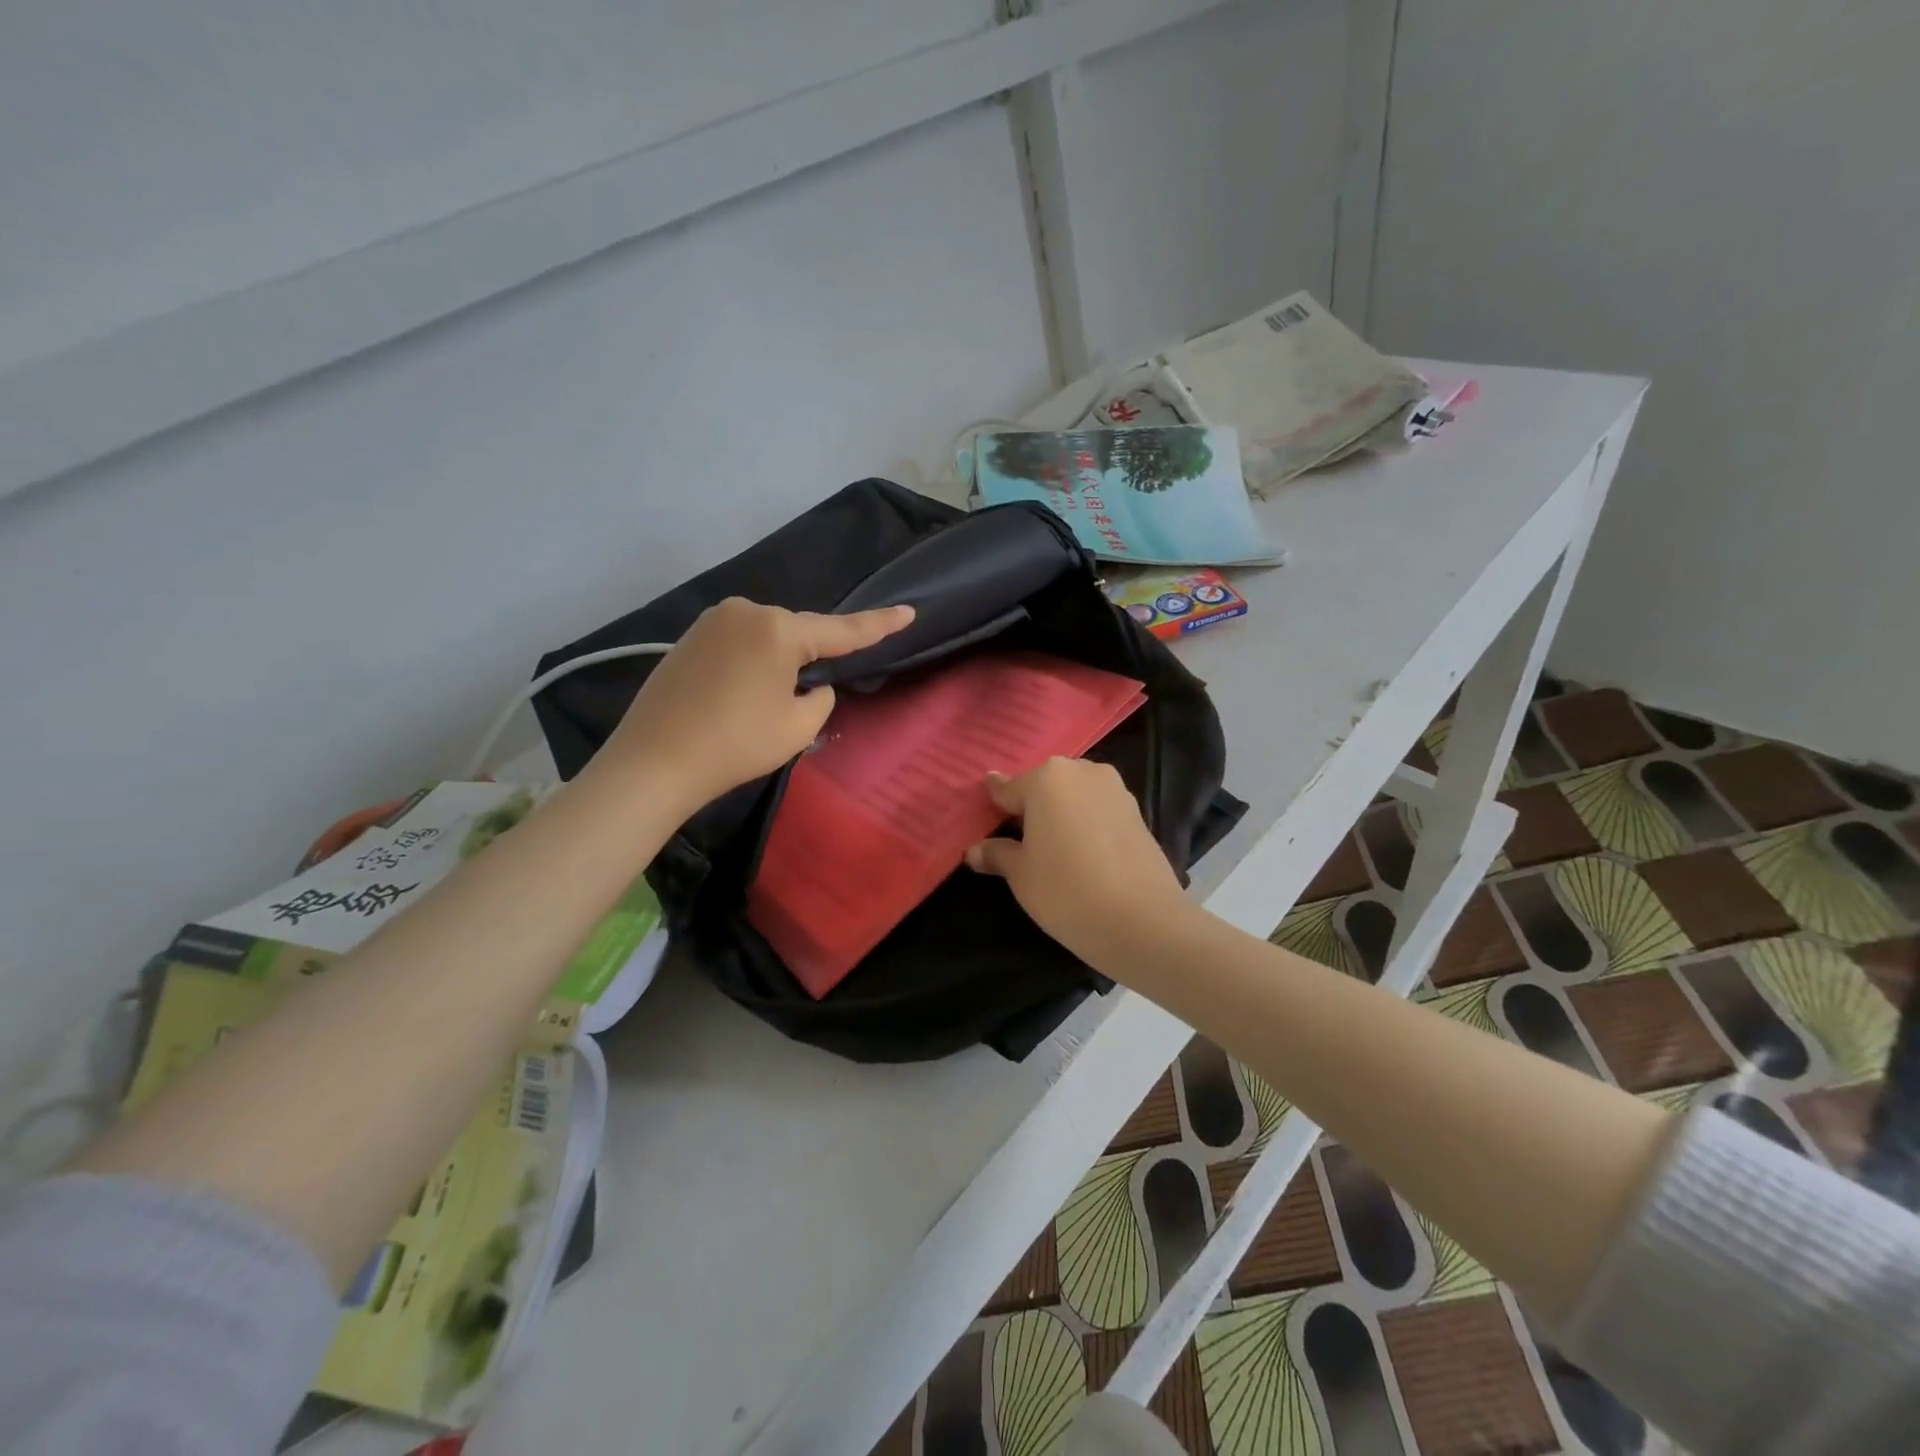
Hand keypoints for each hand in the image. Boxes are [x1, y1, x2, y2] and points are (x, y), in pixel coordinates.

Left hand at [601, 597, 912, 811]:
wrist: (653, 762)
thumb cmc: (735, 745)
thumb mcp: (798, 728)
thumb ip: (821, 698)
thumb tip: (812, 685)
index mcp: (778, 630)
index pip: (842, 630)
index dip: (880, 624)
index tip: (909, 611)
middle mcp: (746, 611)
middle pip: (798, 632)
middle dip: (811, 656)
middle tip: (807, 696)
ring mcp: (713, 620)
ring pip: (767, 637)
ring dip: (778, 662)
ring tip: (765, 703)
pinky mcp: (689, 637)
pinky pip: (739, 643)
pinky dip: (751, 664)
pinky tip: (740, 694)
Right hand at [965, 758, 1188, 964]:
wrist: (1143, 922)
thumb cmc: (1067, 891)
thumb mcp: (1021, 875)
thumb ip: (997, 854)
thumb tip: (975, 850)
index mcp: (1046, 778)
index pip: (1006, 789)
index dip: (992, 809)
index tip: (983, 824)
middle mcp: (1081, 771)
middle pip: (1043, 786)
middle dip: (1030, 809)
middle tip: (1018, 843)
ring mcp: (1115, 789)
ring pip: (1074, 796)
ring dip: (1060, 815)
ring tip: (1051, 851)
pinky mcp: (1137, 811)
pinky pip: (1098, 810)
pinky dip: (1085, 824)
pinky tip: (1082, 854)